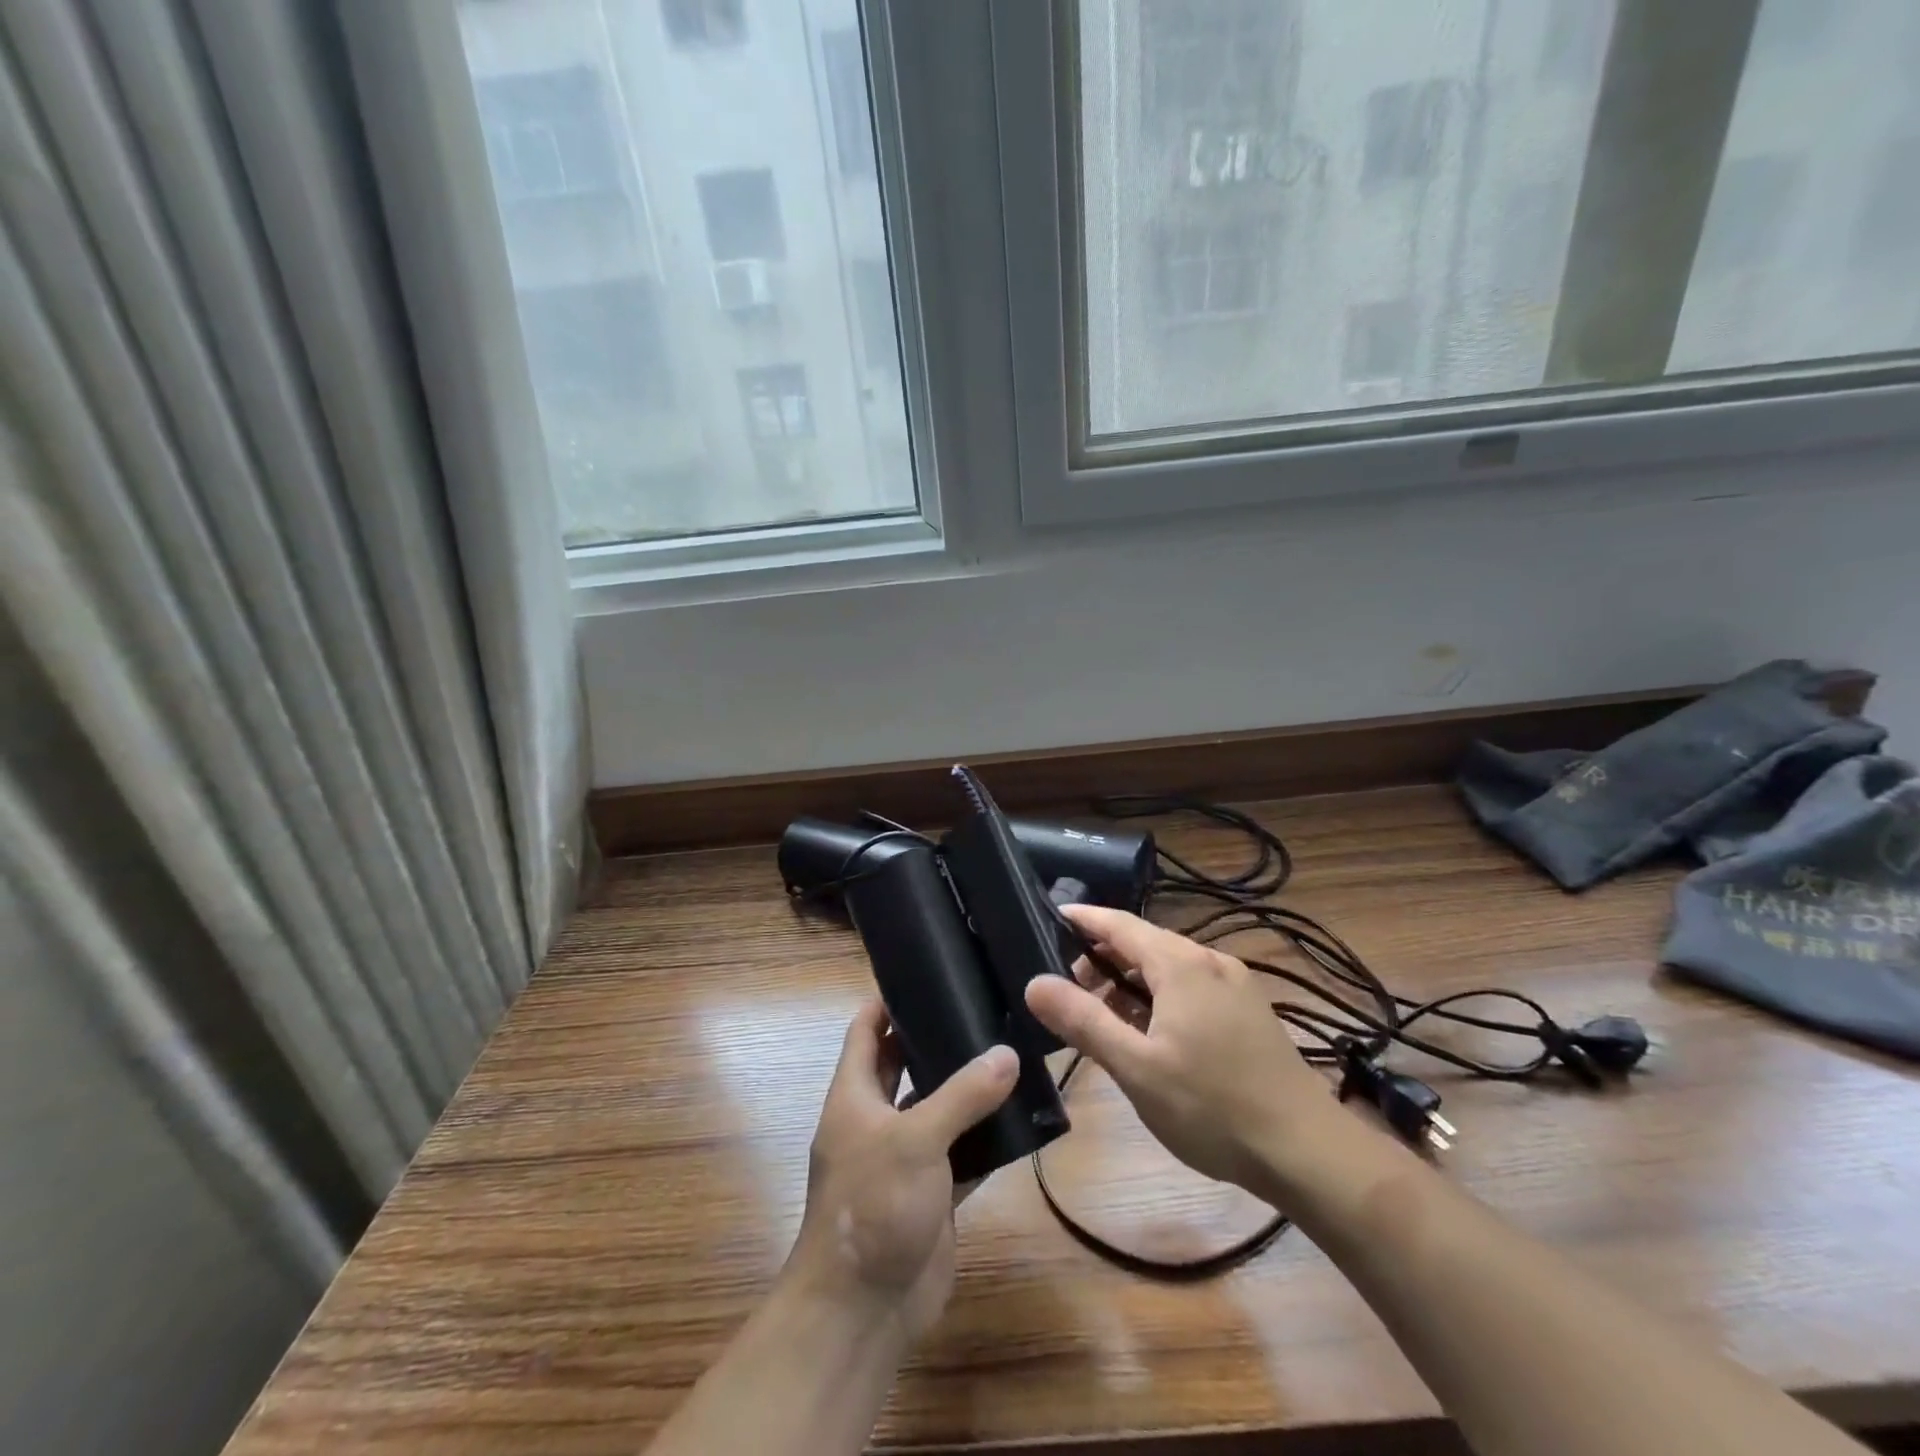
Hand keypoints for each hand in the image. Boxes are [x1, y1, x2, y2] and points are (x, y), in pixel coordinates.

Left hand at [784, 1000, 1017, 1340]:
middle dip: (935, 1037)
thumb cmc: (872, 1206)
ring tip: (1011, 1050)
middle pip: (904, 1064)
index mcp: (855, 1095)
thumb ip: (963, 1095)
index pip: (865, 1030)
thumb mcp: (915, 1139)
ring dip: (968, 1087)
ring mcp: (906, 1158)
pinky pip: (963, 1152)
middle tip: (982, 1006)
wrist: (863, 1311)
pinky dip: (987, 1137)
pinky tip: (1023, 1116)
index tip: (926, 973)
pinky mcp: (933, 1192)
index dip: (886, 1000)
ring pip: (939, 1108)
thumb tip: (1008, 1055)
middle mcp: (877, 1119)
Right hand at [1025, 905, 1338, 1191]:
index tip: (1050, 915)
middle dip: (1102, 958)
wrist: (1308, 1152)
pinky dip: (1159, 997)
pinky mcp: (1249, 1011)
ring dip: (1131, 982)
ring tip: (1103, 1017)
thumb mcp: (1137, 1068)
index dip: (1083, 918)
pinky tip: (1150, 1033)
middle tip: (1068, 990)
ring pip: (1169, 967)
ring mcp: (1235, 986)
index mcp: (1181, 964)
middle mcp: (1209, 961)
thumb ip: (1084, 1021)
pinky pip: (1192, 987)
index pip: (1119, 924)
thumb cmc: (1213, 1107)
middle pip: (1144, 943)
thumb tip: (1035, 982)